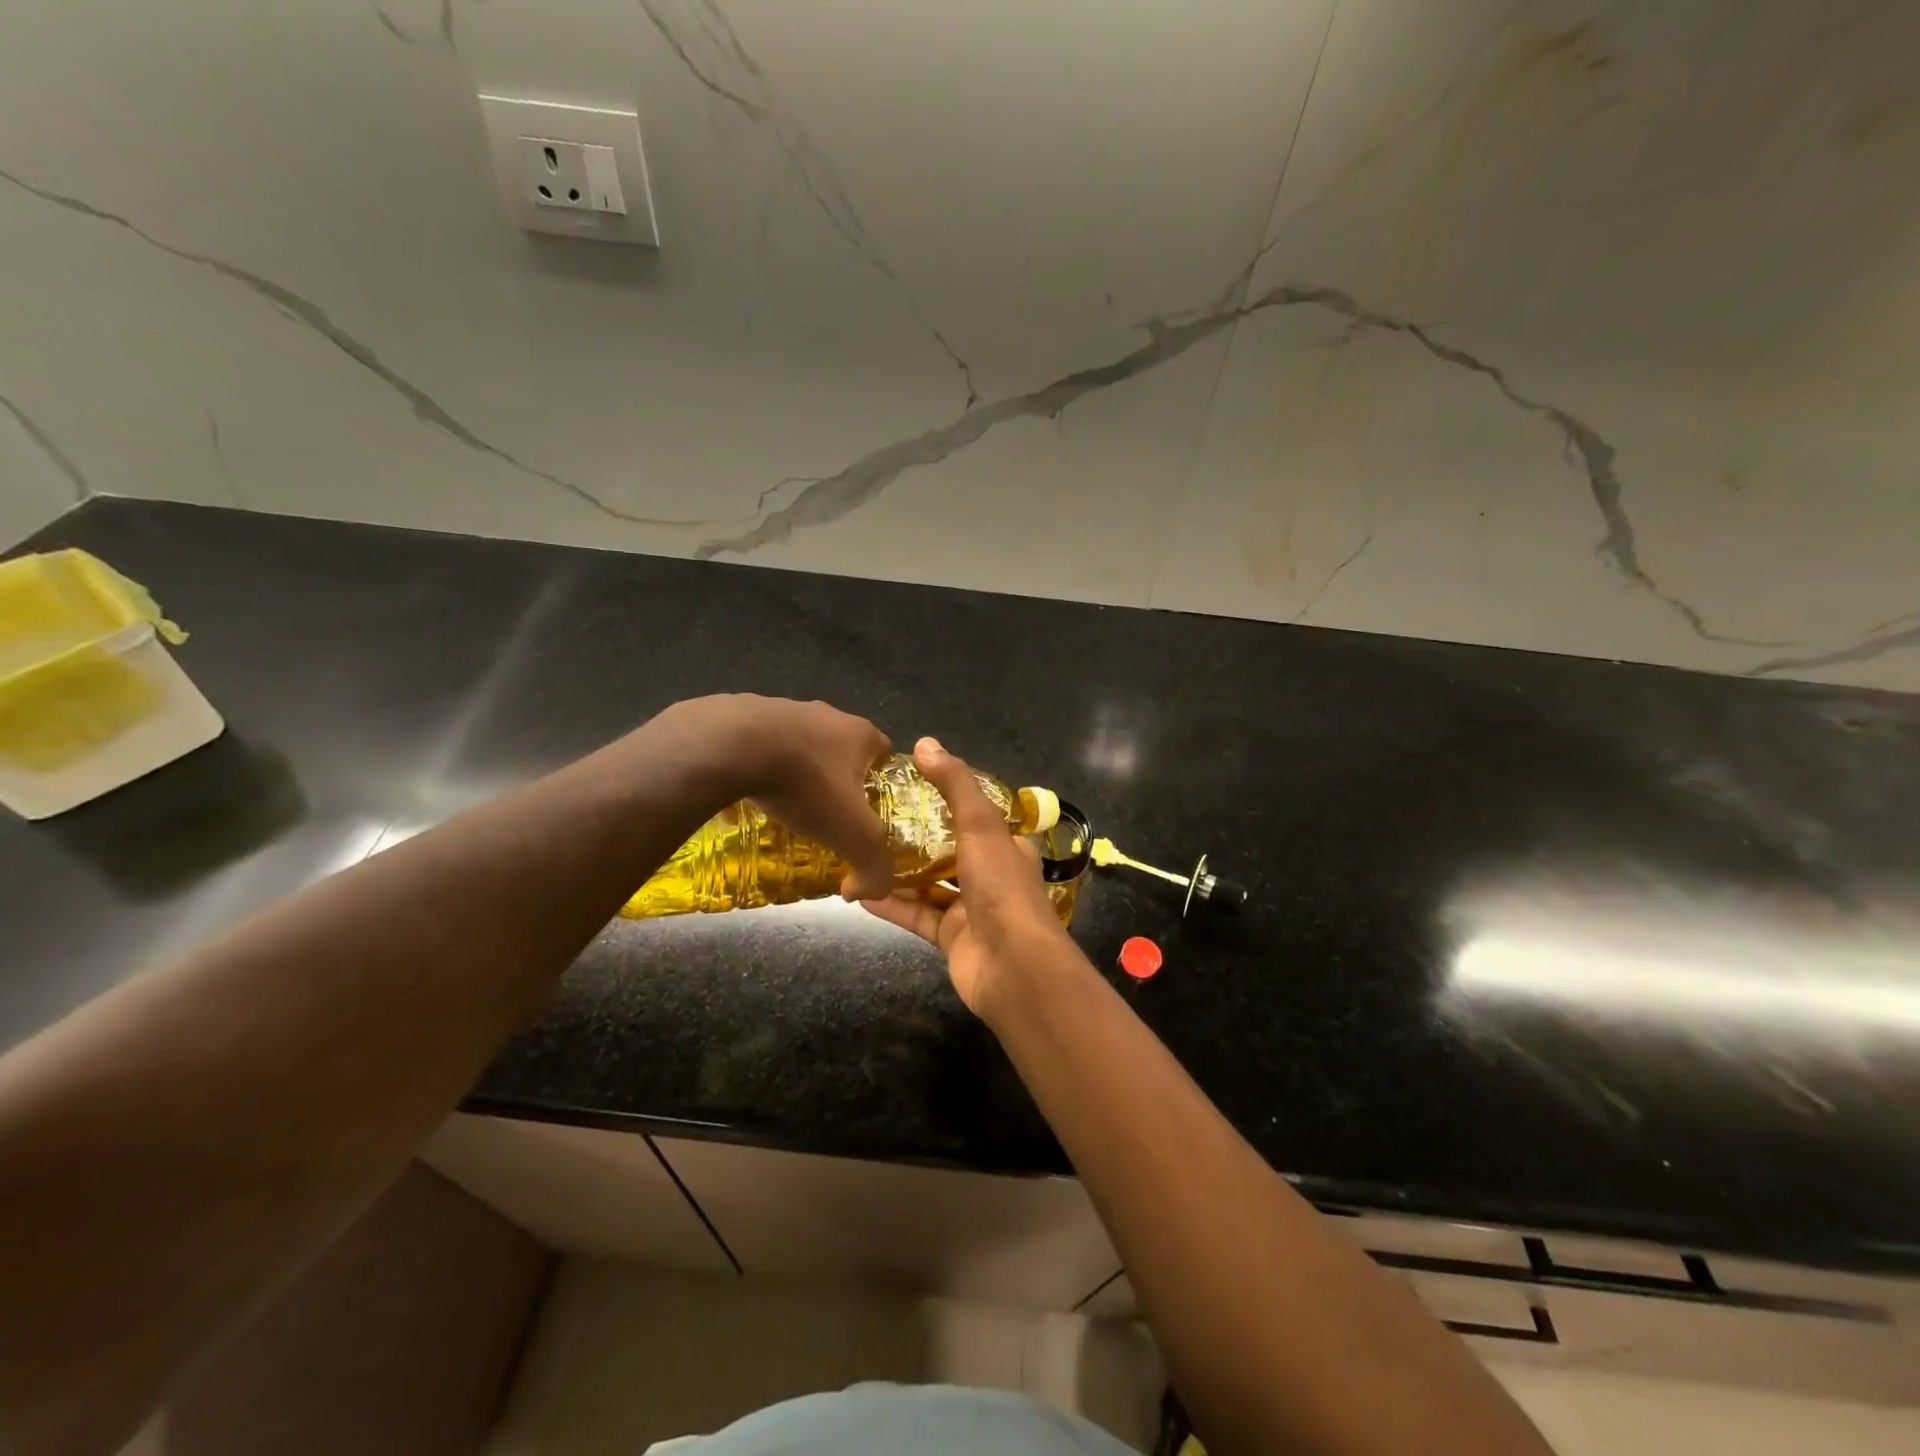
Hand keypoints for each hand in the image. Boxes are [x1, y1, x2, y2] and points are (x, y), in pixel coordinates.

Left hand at [650, 695, 894, 899]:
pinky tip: (745, 798)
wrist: (733, 745)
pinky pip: (758, 748)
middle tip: (829, 815)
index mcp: (860, 733)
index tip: (872, 811)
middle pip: (841, 750)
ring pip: (799, 746)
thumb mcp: (853, 835)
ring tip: (785, 808)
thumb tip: (870, 891)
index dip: (883, 783)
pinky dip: (757, 770)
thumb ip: (874, 867)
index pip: (885, 755)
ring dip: (796, 774)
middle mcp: (827, 715)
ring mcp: (784, 710)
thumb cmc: (806, 784)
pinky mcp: (744, 715)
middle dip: (838, 780)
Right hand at [862, 737, 1070, 1015]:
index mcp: (1004, 846)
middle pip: (946, 851)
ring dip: (896, 873)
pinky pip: (916, 916)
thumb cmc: (1001, 888)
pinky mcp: (951, 938)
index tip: (903, 789)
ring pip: (928, 885)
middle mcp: (990, 875)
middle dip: (912, 839)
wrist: (1014, 968)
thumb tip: (925, 742)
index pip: (971, 817)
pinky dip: (891, 905)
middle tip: (870, 822)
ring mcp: (970, 910)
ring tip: (857, 854)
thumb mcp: (980, 825)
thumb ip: (954, 785)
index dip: (941, 802)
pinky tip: (858, 893)